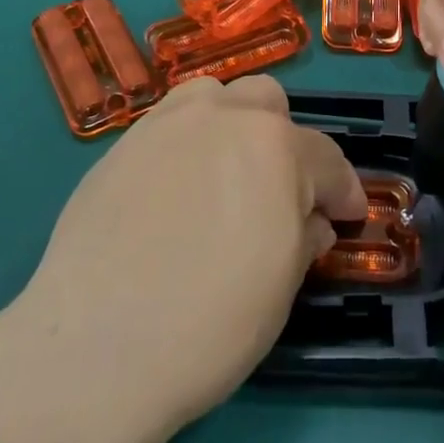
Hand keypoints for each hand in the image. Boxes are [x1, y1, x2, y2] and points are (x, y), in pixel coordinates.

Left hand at [0, 76, 365, 442]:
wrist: (95, 346)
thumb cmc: (208, 325)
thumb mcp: (280, 290)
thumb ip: (304, 238)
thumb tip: (312, 220)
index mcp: (276, 148)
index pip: (326, 159)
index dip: (344, 190)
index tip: (348, 215)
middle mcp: (225, 117)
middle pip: (268, 102)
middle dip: (284, 140)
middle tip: (279, 190)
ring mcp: (168, 123)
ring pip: (215, 96)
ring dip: (232, 124)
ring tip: (223, 172)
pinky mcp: (123, 143)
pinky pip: (169, 123)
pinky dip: (186, 143)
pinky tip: (175, 189)